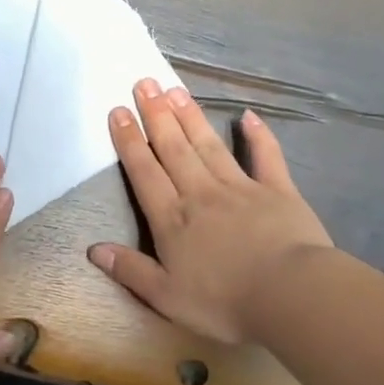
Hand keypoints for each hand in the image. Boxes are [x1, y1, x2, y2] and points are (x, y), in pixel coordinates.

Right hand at [88, 79, 332, 345]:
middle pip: (173, 148)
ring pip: (209, 145)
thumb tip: (93, 250)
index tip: (119, 110)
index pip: (144, 172)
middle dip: (156, 114)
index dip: (129, 140)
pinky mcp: (278, 191)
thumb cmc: (225, 302)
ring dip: (191, 117)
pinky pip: (266, 157)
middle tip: (144, 82)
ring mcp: (240, 188)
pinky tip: (247, 116)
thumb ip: (130, 270)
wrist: (290, 296)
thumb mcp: (167, 297)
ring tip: (175, 89)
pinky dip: (258, 136)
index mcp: (172, 218)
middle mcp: (201, 193)